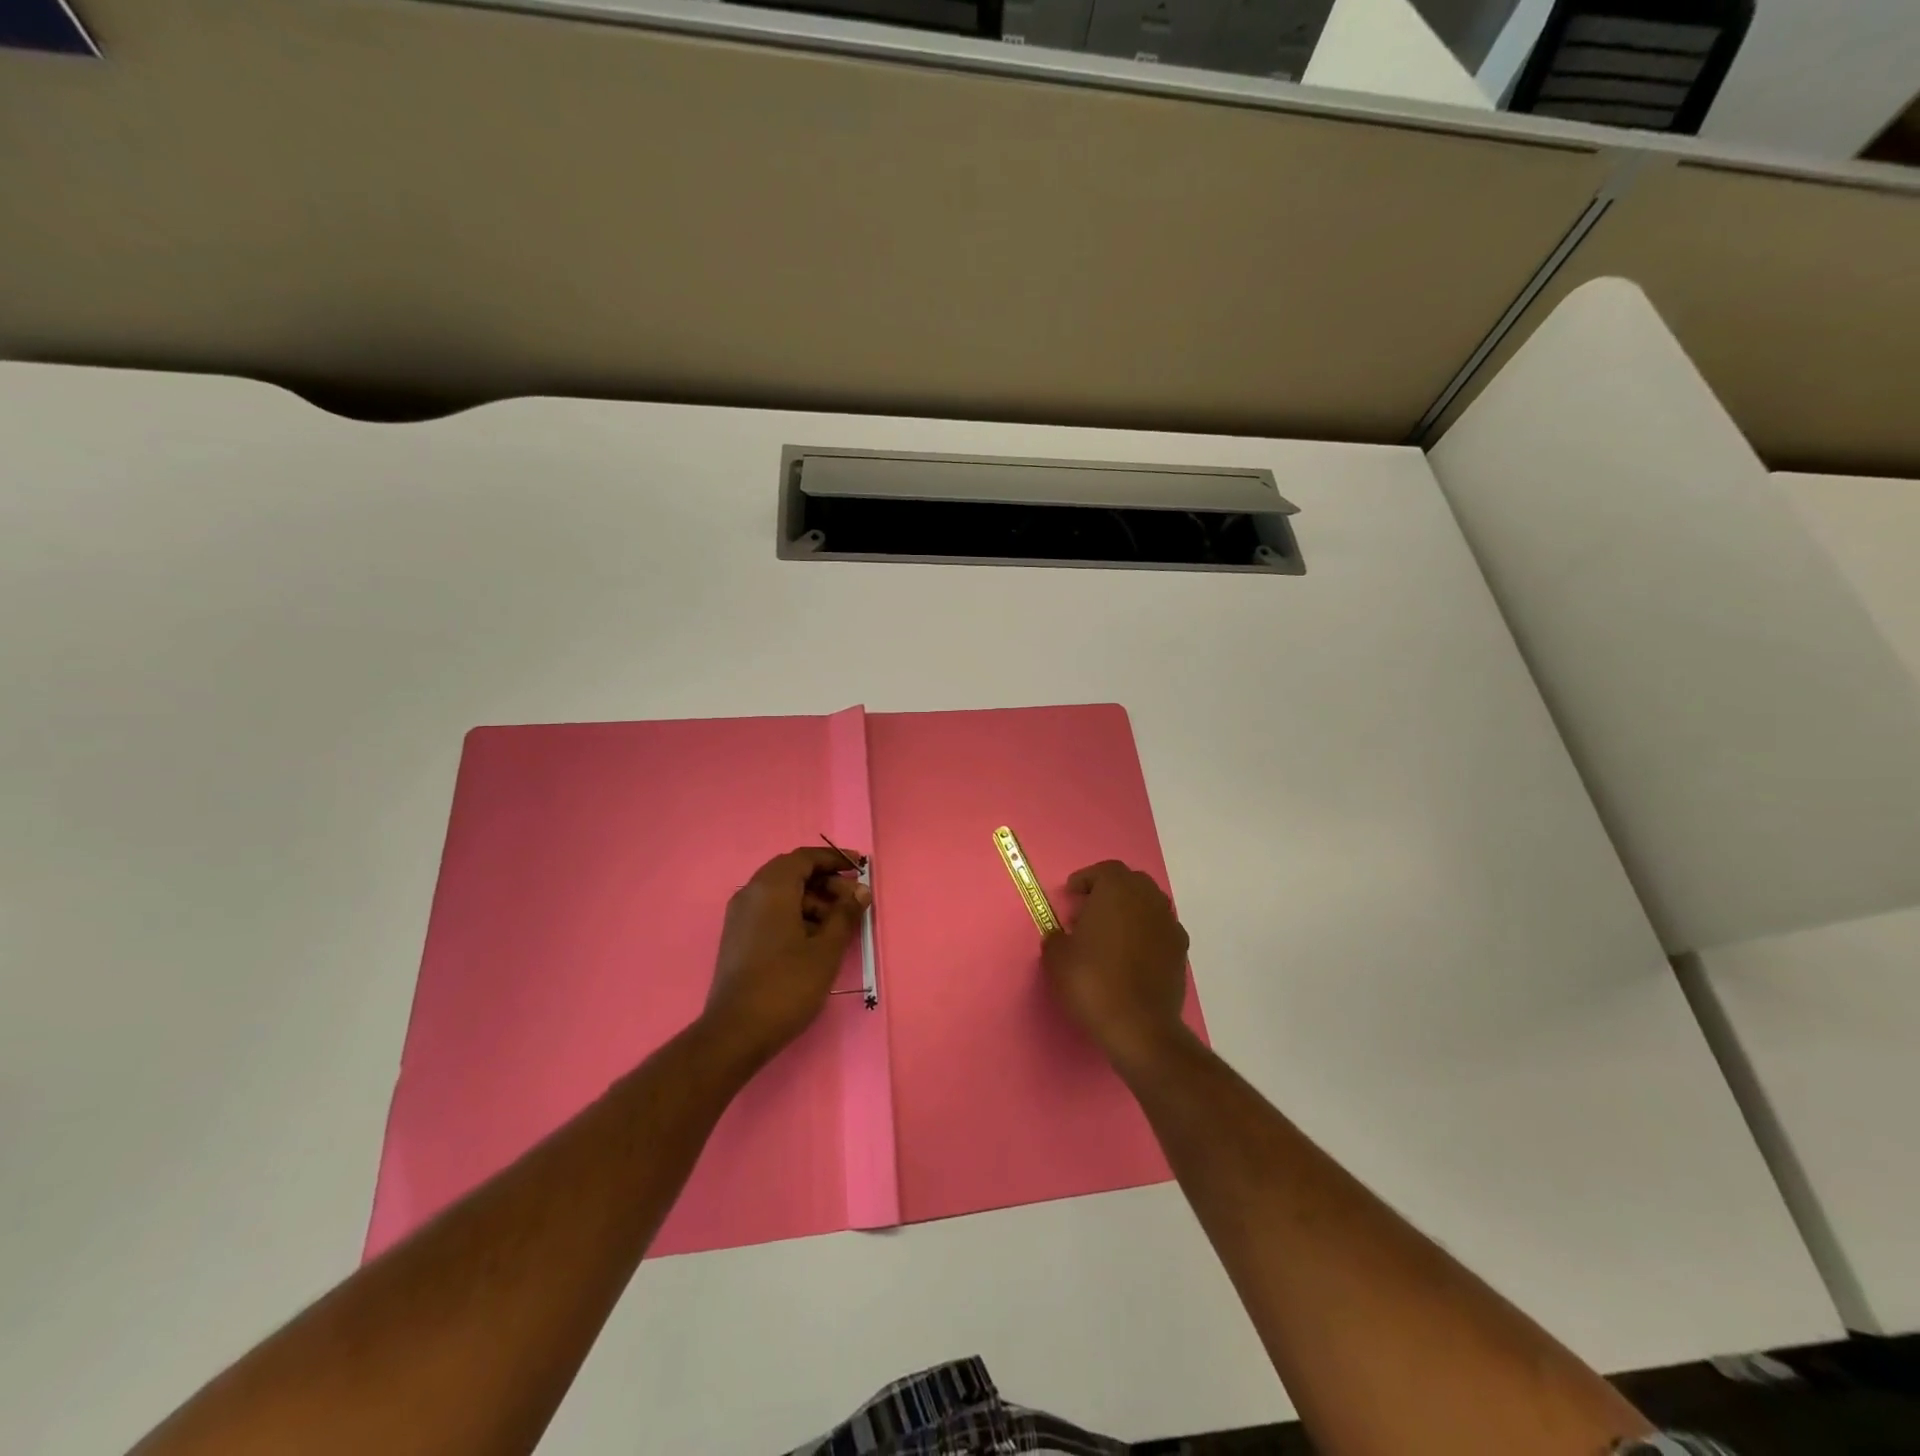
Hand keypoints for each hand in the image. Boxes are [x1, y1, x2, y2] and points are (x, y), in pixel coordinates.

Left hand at [702, 847, 870, 1067]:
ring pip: (781, 893)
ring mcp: (740, 916)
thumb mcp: (826, 949)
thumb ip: (845, 914)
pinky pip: (770, 911)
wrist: (736, 1032)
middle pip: (792, 873)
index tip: (860, 867)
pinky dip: (795, 914)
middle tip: (854, 900)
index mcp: (771, 888)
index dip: (835, 858)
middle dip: (826, 881)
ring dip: (812, 900)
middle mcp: (750, 893)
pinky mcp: (737, 937)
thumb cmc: (787, 985)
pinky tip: (815, 938)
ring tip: (839, 924)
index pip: (805, 858)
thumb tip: (860, 891)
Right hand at [1041, 860, 1191, 1071]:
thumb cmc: (1093, 982)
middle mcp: (1149, 899)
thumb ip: (1056, 938)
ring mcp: (1169, 925)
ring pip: (1148, 906)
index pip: (1104, 871)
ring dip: (1129, 913)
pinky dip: (1145, 935)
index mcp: (1118, 890)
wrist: (1140, 1027)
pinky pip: (1159, 931)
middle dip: (1109, 893)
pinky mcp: (1181, 952)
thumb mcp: (1057, 958)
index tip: (1071, 895)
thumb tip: (1061, 936)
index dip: (1086, 880)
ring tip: (1108, 936)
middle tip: (1088, 913)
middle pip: (1130, 883)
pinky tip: (1130, 957)